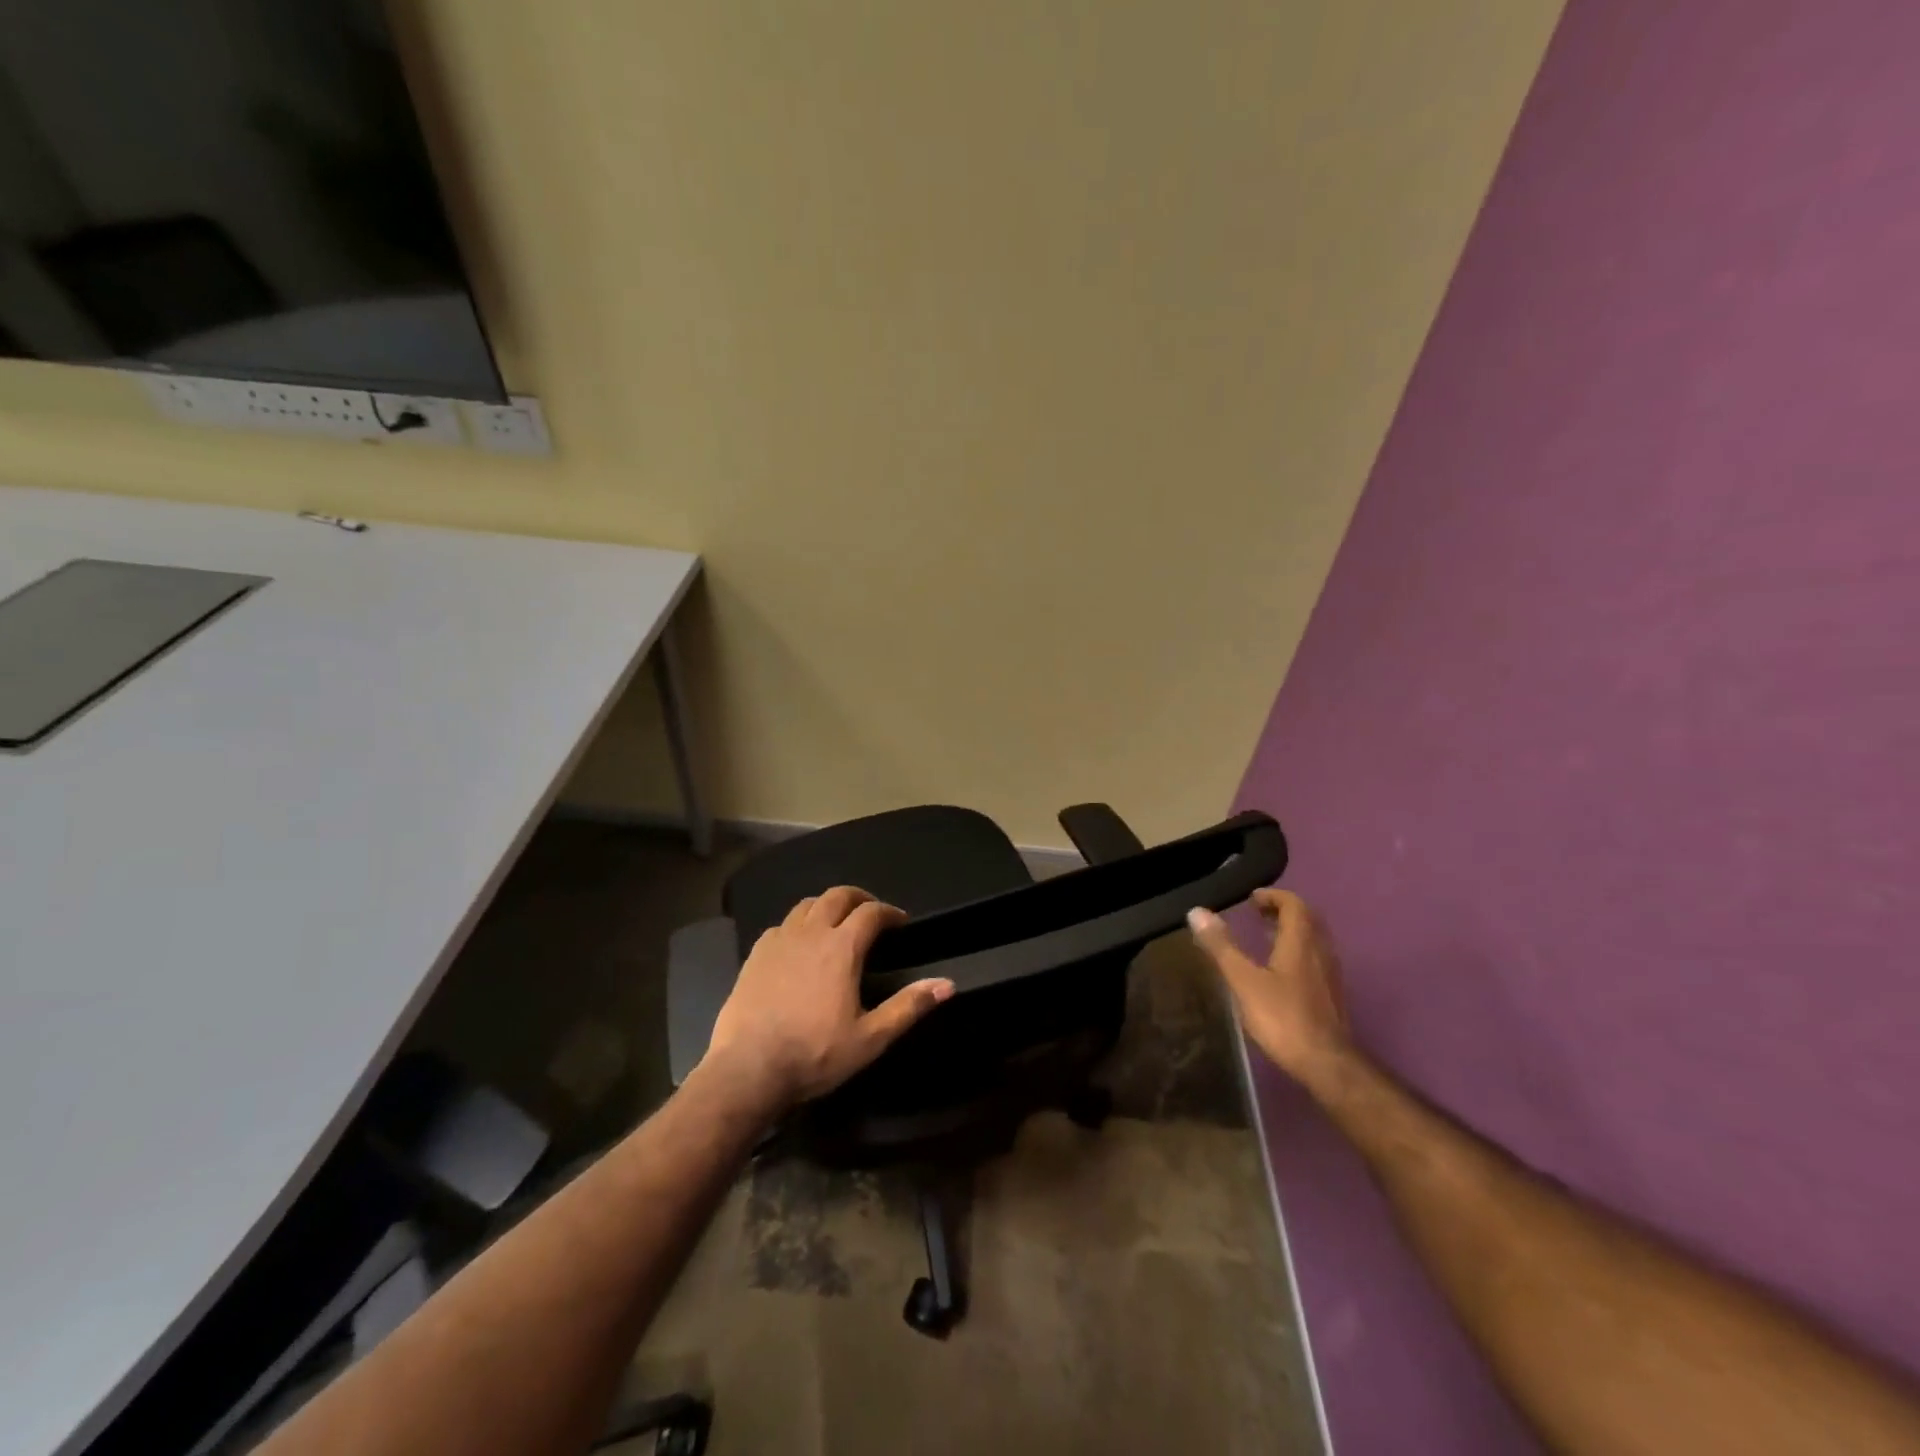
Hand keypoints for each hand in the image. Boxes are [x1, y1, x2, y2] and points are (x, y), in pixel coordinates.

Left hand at [703, 886, 955, 1113]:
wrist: (747, 1069)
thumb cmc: (814, 1054)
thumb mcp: (870, 1038)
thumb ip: (909, 1007)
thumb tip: (948, 984)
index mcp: (842, 948)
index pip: (871, 912)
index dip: (889, 912)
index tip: (901, 922)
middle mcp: (811, 933)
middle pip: (837, 896)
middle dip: (859, 898)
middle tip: (871, 913)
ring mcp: (779, 941)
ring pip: (806, 905)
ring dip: (827, 906)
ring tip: (836, 923)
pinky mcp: (755, 954)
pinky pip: (782, 925)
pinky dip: (798, 925)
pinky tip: (799, 945)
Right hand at [1187, 890, 1352, 1086]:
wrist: (1326, 1064)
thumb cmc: (1282, 1018)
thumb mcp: (1244, 980)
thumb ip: (1221, 946)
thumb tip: (1197, 911)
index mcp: (1301, 942)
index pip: (1294, 905)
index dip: (1274, 896)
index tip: (1251, 899)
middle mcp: (1320, 952)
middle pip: (1307, 920)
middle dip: (1282, 911)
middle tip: (1256, 913)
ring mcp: (1329, 975)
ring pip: (1313, 940)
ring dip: (1291, 931)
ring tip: (1265, 937)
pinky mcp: (1330, 995)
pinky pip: (1315, 959)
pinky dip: (1297, 951)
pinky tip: (1279, 970)